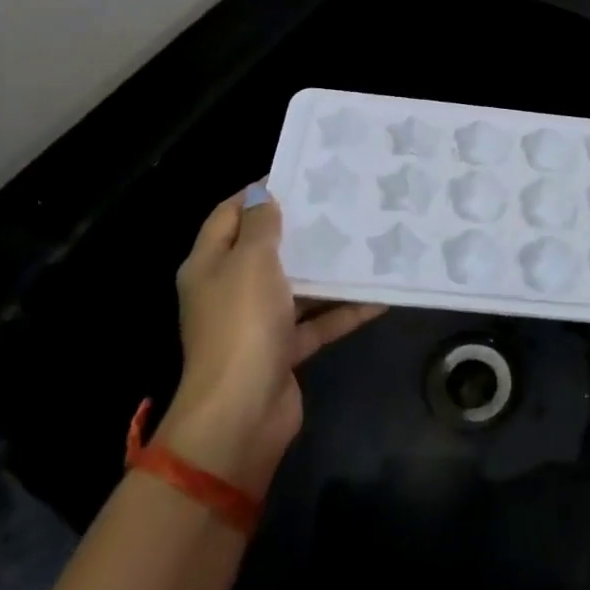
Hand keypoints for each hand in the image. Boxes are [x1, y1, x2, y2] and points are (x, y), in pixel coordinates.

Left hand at [159, 186, 383, 492]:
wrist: (241, 413)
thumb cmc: (242, 324)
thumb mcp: (251, 261)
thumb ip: (262, 225)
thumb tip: (264, 194)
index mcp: (209, 264)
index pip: (229, 214)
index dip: (259, 193)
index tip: (301, 175)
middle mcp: (230, 290)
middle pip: (265, 249)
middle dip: (300, 229)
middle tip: (341, 204)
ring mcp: (256, 322)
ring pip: (296, 285)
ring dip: (327, 270)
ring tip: (365, 241)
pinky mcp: (283, 350)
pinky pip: (317, 322)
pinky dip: (343, 310)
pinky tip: (379, 296)